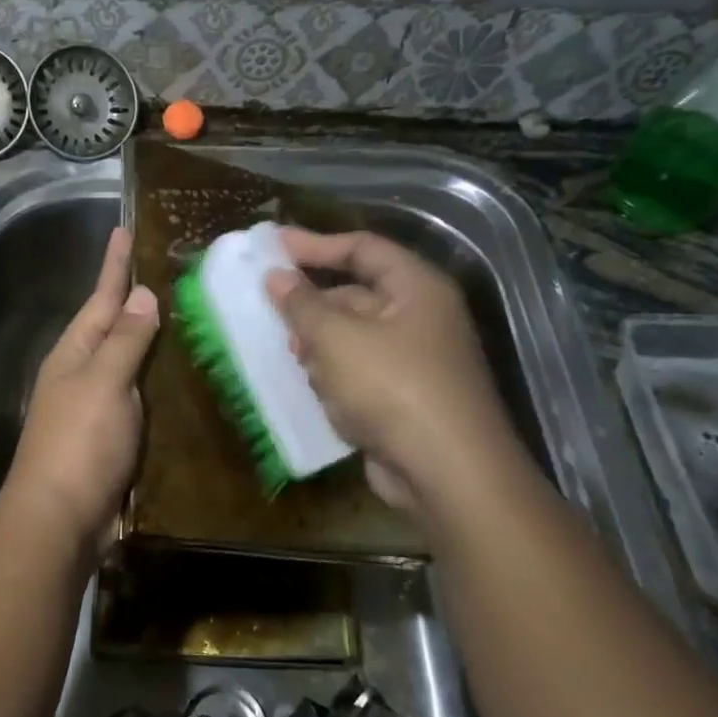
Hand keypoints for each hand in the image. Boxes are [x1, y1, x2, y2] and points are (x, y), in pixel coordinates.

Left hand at [2, 226, 159, 554]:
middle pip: (114, 327)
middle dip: (137, 300)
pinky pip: (141, 398)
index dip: (115, 265)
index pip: (101, 297)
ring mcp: (97, 407)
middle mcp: (82, 374)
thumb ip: (125, 340)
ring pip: (130, 363)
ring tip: (187, 315)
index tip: (126, 229)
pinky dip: (159, 383)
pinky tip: (183, 378)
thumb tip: (142, 295)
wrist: (61, 519)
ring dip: (152, 341)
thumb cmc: (80, 444)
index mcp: (74, 354)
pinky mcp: (114, 437)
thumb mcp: (104, 383)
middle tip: (173, 271)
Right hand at [266, 228, 522, 517]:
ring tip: (293, 358)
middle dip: (313, 308)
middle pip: (356, 296)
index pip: (363, 248)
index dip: (316, 244)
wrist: (447, 472)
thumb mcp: (337, 339)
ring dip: (321, 349)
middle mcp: (421, 319)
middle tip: (270, 313)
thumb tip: (276, 276)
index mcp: (417, 289)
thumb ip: (303, 305)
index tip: (272, 246)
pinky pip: (361, 376)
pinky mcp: (405, 401)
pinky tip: (317, 393)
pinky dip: (336, 380)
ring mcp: (416, 363)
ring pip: (354, 340)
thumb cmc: (392, 388)